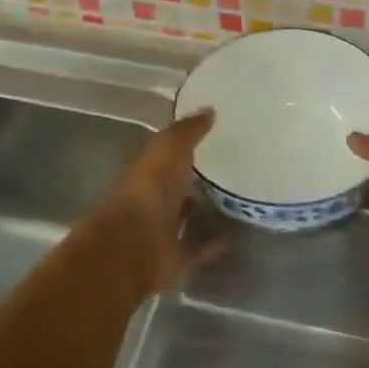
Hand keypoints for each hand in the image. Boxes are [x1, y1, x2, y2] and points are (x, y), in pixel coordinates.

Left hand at [107, 109, 219, 293]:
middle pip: (172, 186)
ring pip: (182, 217)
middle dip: (190, 178)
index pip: (163, 153)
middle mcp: (150, 199)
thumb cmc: (150, 188)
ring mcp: (160, 230)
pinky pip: (197, 248)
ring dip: (199, 210)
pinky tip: (233, 236)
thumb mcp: (170, 147)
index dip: (180, 144)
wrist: (135, 244)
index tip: (207, 135)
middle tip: (224, 167)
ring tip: (231, 199)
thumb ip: (188, 130)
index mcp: (145, 170)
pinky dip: (212, 244)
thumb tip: (209, 109)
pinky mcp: (174, 258)